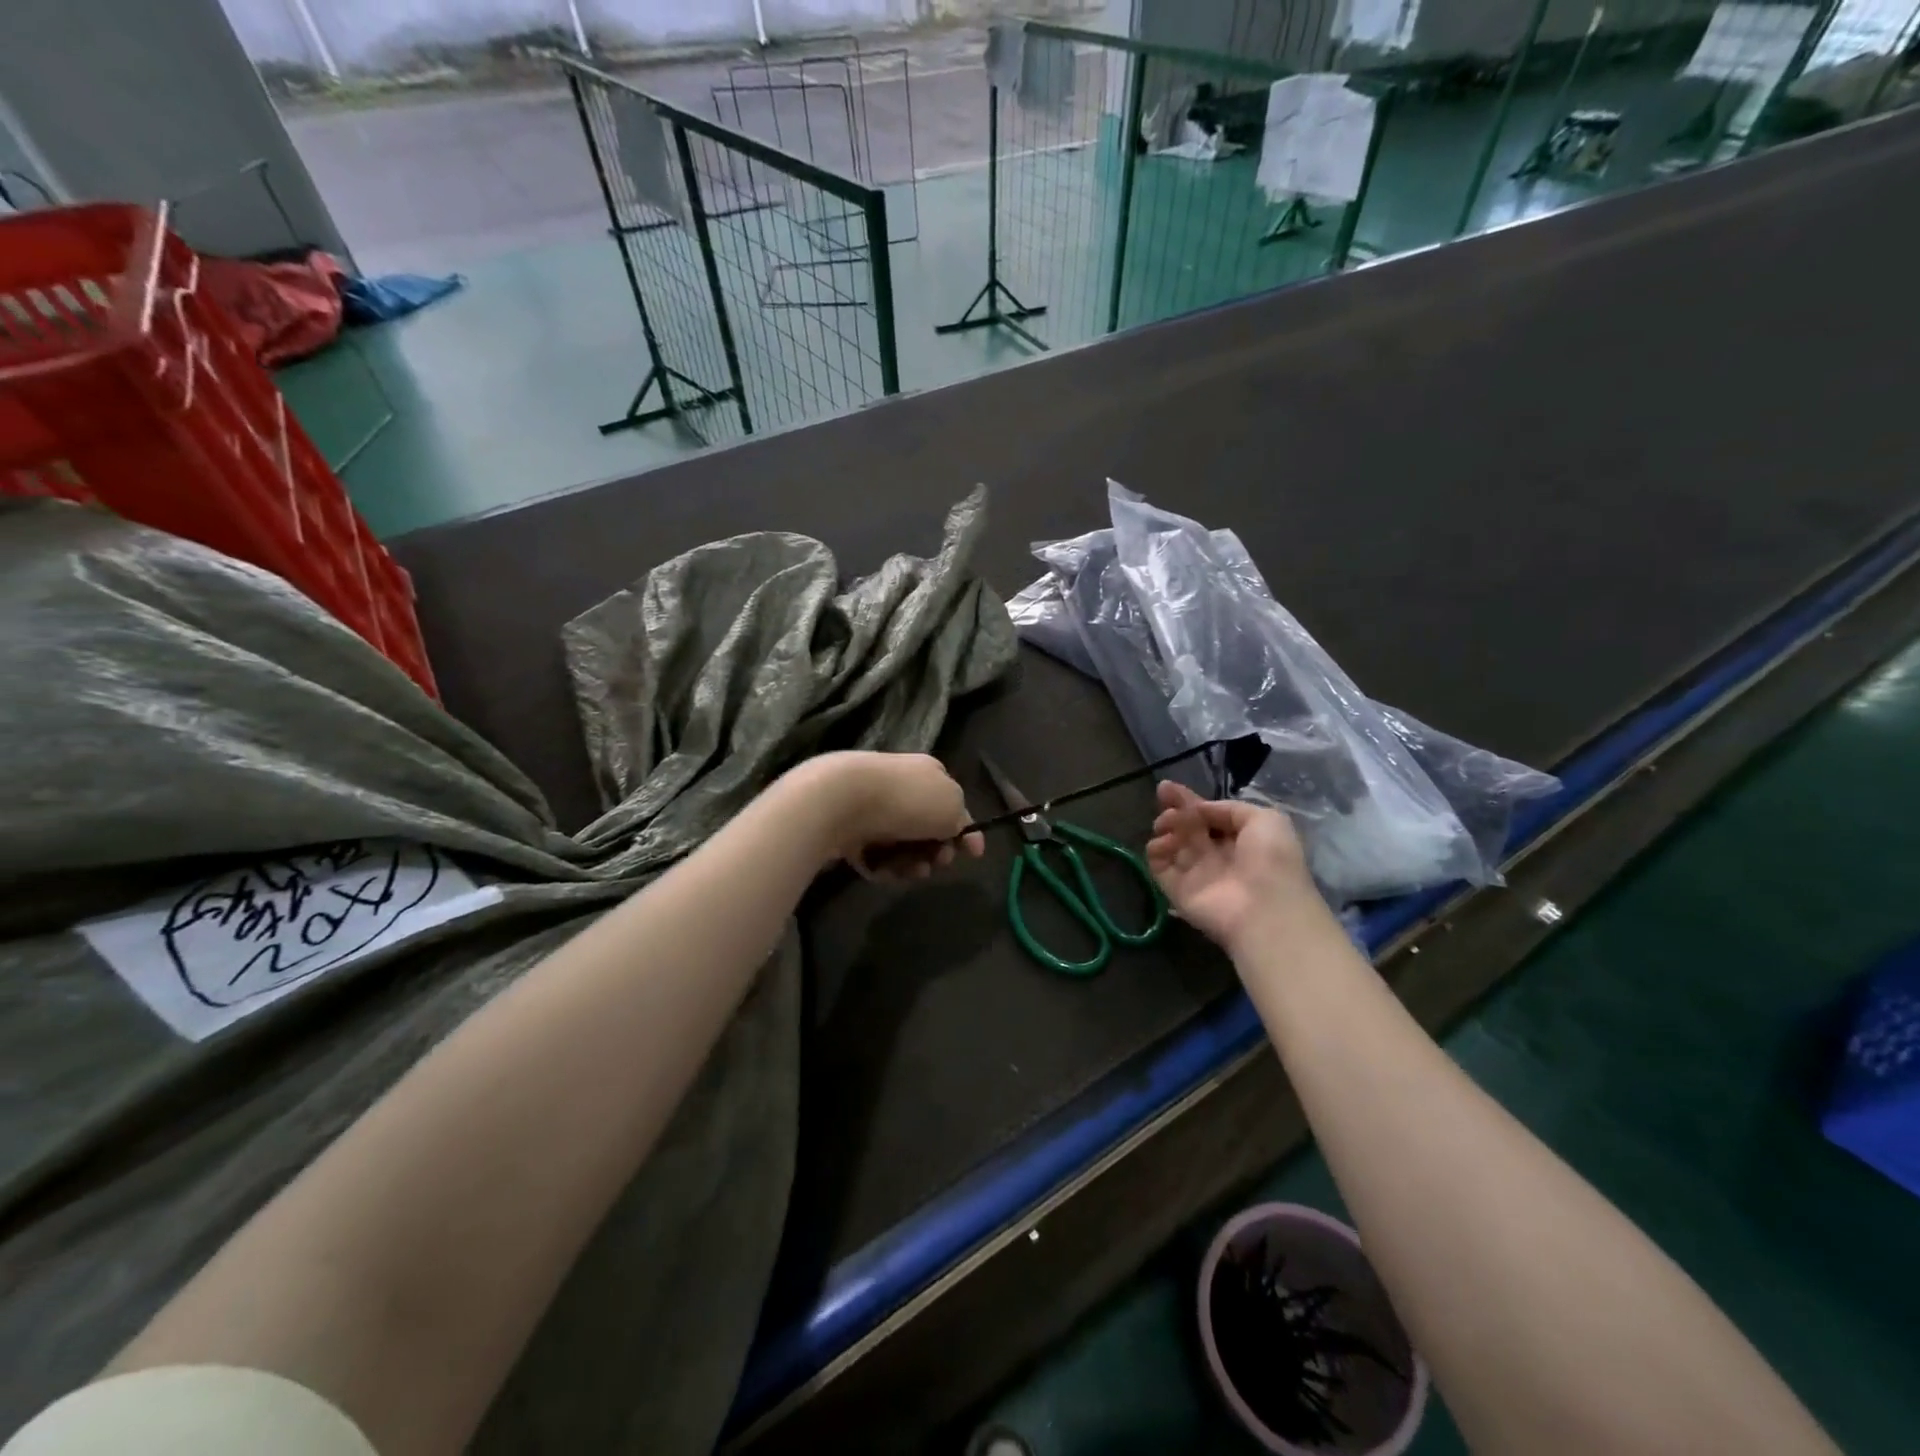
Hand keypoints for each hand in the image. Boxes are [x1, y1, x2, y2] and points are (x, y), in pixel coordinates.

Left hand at [789, 751, 984, 879]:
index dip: (964, 831)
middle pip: (927, 829)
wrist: (842, 800)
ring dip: (910, 864)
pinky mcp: (850, 830)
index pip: (952, 804)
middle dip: (934, 852)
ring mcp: (873, 808)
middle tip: (935, 864)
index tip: (972, 856)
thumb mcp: (952, 807)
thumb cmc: (906, 800)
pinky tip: (882, 870)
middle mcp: (901, 787)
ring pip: (901, 846)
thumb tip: (962, 832)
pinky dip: (882, 866)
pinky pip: (875, 856)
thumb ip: (962, 821)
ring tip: (909, 872)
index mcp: (928, 774)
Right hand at [1146, 781, 1314, 950]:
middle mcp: (1217, 856)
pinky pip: (1159, 867)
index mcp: (1240, 839)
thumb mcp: (1266, 819)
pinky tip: (1161, 843)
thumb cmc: (1271, 860)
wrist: (1265, 909)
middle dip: (1174, 810)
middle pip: (1188, 827)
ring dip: (1165, 828)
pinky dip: (1156, 852)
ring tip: (1167, 824)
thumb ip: (1230, 808)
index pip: (1209, 816)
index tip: (1167, 787)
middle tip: (1163, 799)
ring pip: (1172, 844)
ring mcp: (1196, 874)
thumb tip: (1199, 810)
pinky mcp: (1178, 891)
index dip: (1190, 800)